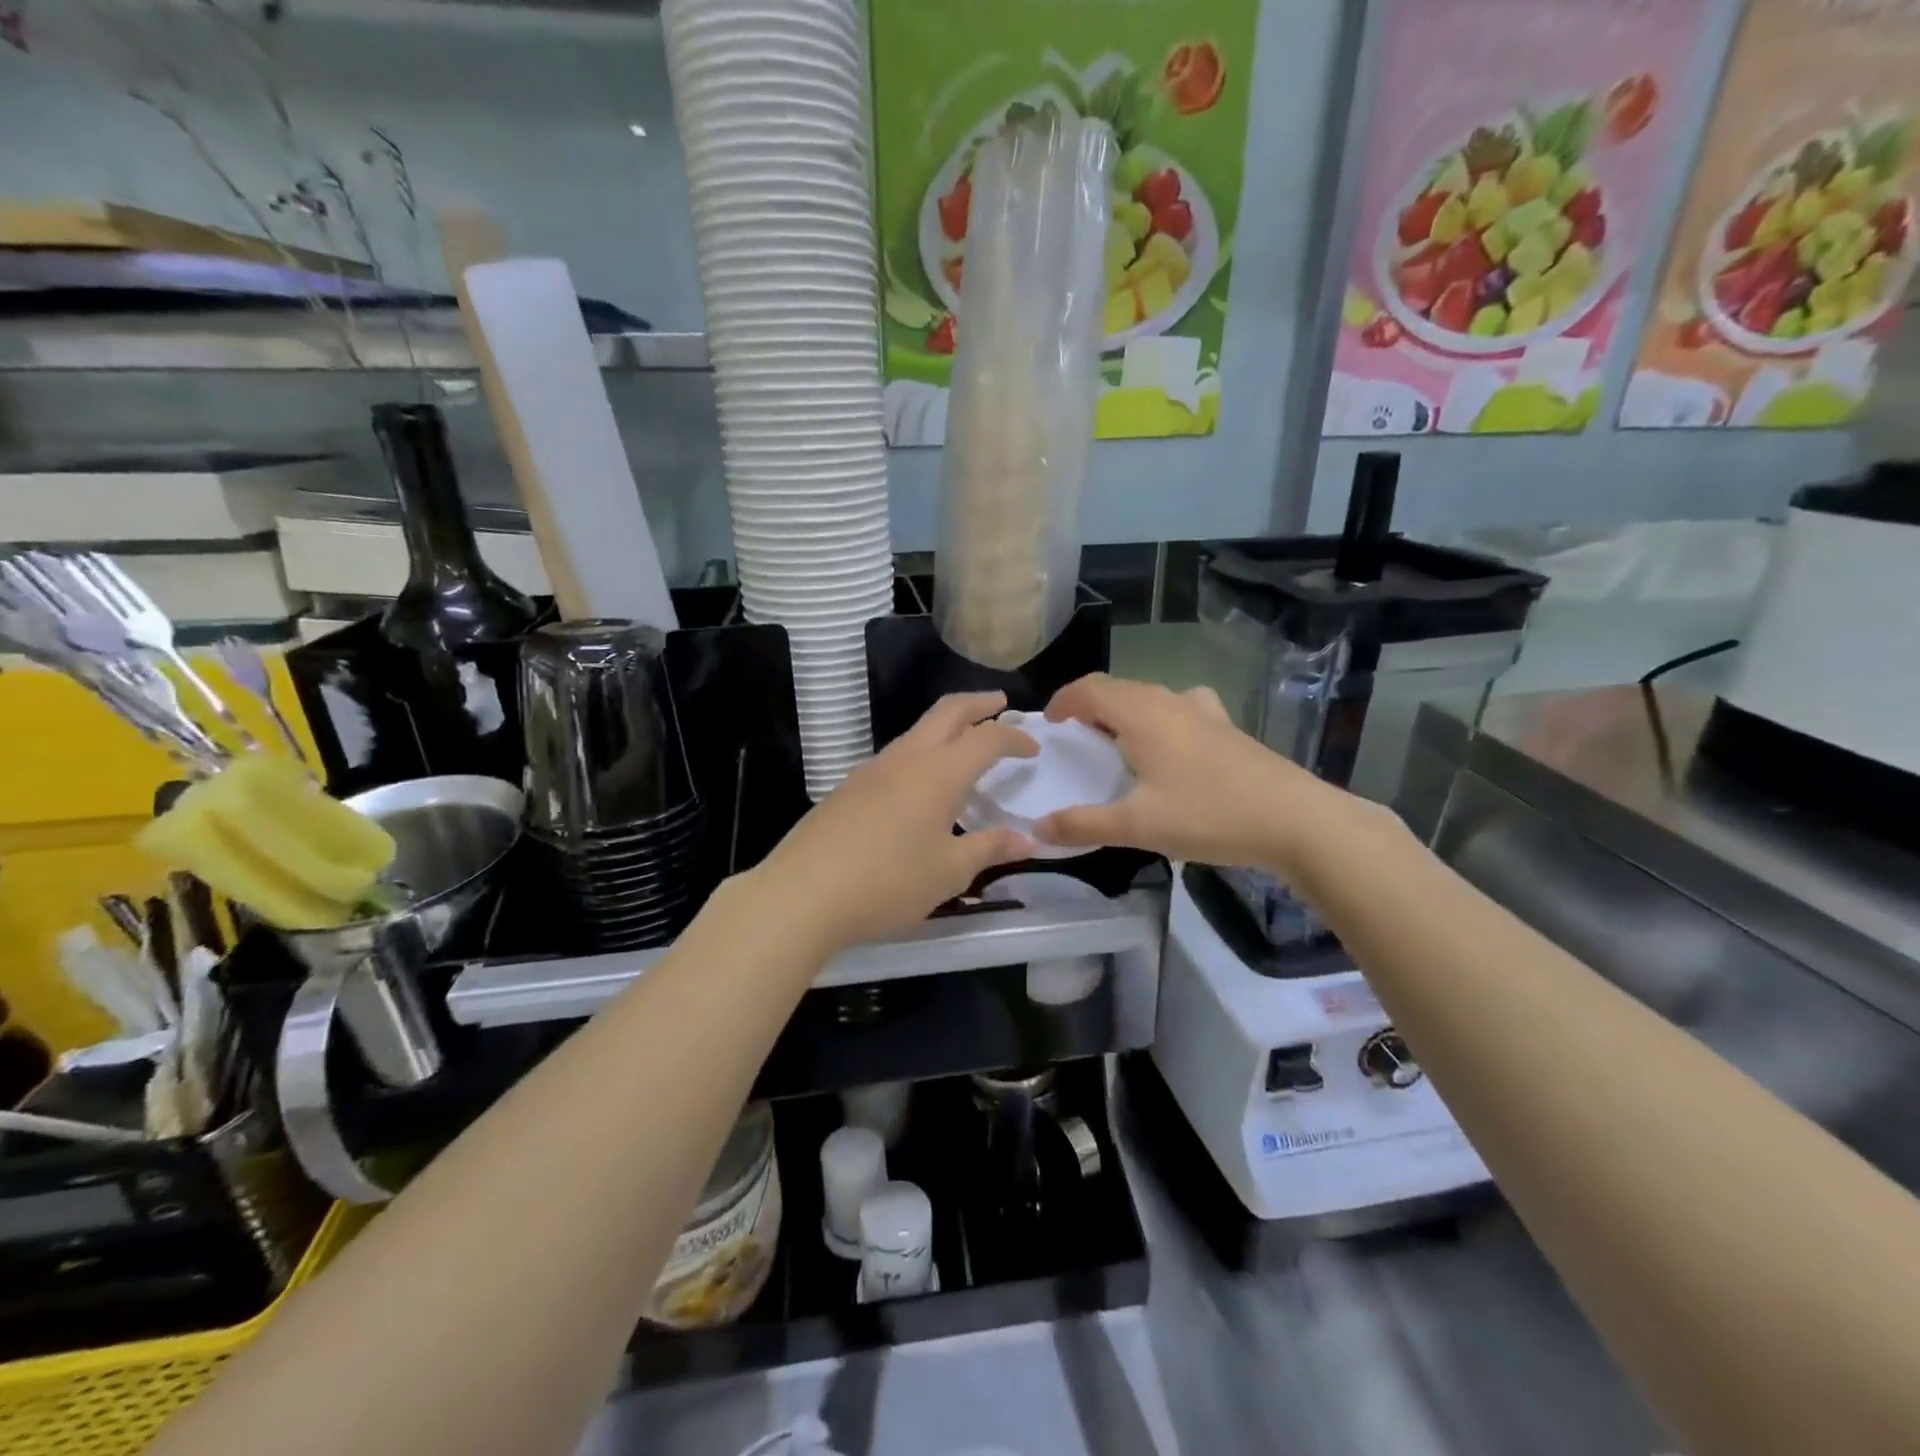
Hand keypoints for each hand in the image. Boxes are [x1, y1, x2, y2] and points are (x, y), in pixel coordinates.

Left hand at [750, 692, 1036, 951]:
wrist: (803, 893)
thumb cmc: (888, 882)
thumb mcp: (949, 872)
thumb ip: (990, 848)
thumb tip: (1027, 840)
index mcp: (939, 773)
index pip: (986, 739)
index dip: (1014, 737)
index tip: (1033, 746)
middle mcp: (906, 758)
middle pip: (947, 712)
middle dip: (977, 703)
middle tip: (1000, 703)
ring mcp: (872, 769)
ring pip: (917, 732)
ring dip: (946, 728)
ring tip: (964, 746)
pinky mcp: (849, 787)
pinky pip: (895, 756)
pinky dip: (921, 754)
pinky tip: (921, 786)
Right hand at [1034, 673, 1352, 873]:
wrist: (1295, 820)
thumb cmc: (1209, 815)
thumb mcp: (1138, 826)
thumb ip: (1083, 825)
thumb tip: (1037, 829)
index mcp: (1142, 715)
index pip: (1090, 689)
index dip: (1063, 700)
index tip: (1048, 724)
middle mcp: (1170, 702)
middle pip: (1119, 689)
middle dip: (1090, 706)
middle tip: (1075, 739)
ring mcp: (1204, 712)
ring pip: (1151, 697)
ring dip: (1125, 711)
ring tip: (1116, 743)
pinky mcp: (1227, 728)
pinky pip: (1180, 709)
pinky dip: (1159, 718)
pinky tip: (1171, 746)